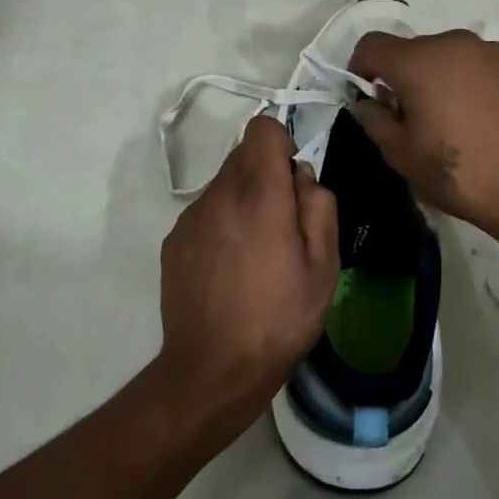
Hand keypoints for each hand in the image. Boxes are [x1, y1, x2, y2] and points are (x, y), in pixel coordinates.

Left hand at [155, 116, 338, 441]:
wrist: (212, 369)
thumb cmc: (279, 319)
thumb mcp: (324, 267)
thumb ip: (319, 205)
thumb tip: (301, 176)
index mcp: (259, 195)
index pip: (262, 129)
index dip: (282, 145)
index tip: (293, 182)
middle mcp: (218, 195)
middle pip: (243, 156)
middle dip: (266, 176)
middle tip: (282, 226)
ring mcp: (190, 217)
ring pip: (223, 185)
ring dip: (243, 201)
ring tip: (256, 254)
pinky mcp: (173, 240)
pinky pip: (205, 212)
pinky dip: (221, 224)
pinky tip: (229, 269)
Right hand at [349, 30, 498, 237]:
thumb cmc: (459, 174)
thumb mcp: (401, 156)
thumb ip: (373, 120)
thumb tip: (365, 103)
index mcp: (418, 62)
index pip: (372, 44)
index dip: (361, 66)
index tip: (369, 94)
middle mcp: (454, 43)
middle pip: (414, 49)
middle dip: (405, 75)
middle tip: (414, 114)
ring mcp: (493, 51)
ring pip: (451, 55)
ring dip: (442, 76)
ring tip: (455, 115)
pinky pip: (484, 64)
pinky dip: (475, 80)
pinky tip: (486, 114)